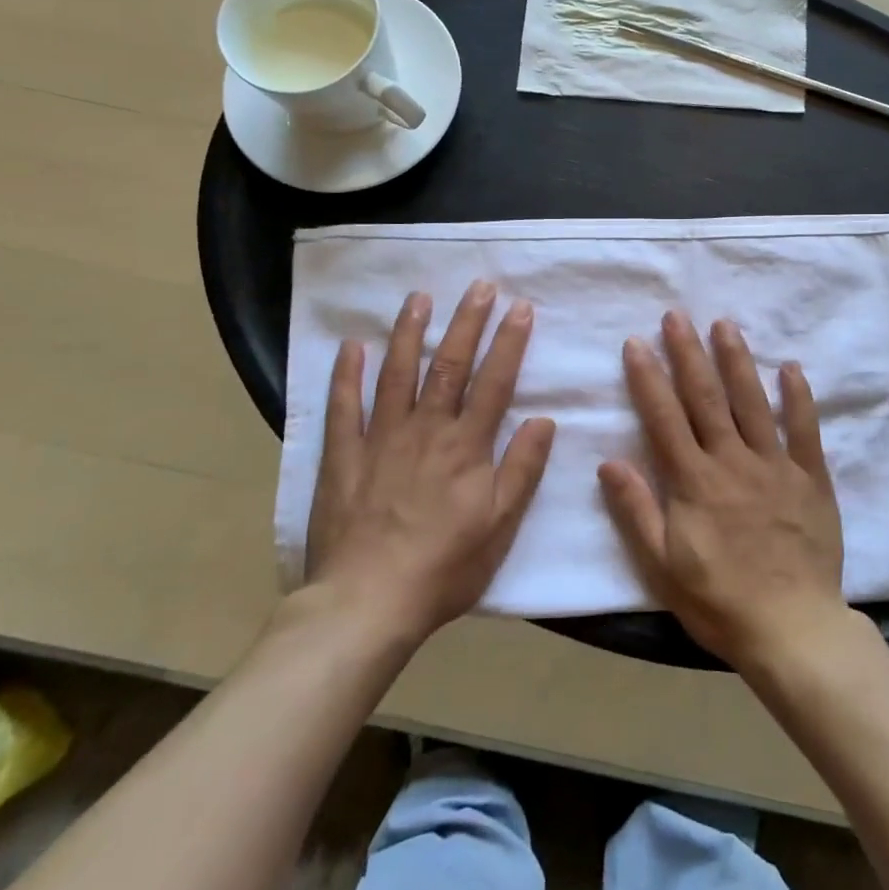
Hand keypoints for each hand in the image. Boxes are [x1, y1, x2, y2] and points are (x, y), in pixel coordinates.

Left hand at [304, 282, 555, 644]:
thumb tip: (544, 420)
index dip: (509, 342)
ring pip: (398, 373)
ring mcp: (381, 438)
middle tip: (478, 286)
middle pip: (450, 365)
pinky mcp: (343, 456)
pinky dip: (347, 374)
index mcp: (467, 446)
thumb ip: (522, 469)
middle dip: (467, 322)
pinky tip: (353, 346)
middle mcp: (426, 429)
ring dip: (410, 332)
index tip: (520, 307)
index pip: (495, 381)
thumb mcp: (500, 526)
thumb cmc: (444, 568)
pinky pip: (344, 407)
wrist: (367, 603)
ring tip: (420, 297)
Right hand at [600, 311, 846, 669]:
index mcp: (694, 482)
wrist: (792, 629)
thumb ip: (637, 510)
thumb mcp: (663, 566)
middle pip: (706, 398)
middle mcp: (732, 462)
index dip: (648, 378)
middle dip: (688, 353)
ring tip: (724, 325)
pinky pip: (805, 430)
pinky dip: (799, 397)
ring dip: (736, 360)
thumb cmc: (719, 602)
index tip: (636, 342)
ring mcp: (775, 465)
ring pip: (752, 402)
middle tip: (676, 315)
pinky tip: (791, 367)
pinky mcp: (810, 477)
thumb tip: (609, 461)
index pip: (664, 418)